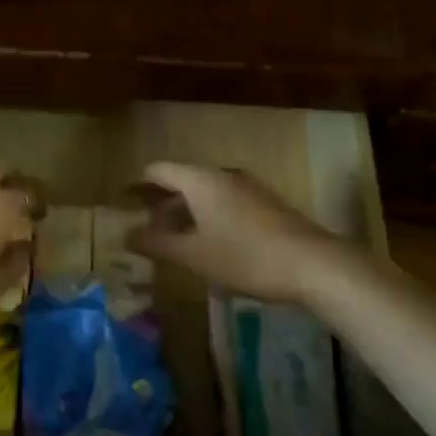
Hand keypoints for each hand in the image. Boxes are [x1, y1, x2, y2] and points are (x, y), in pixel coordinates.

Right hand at [125, 162, 355, 304]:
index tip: (121, 202)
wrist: (313, 265)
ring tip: (172, 241)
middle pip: (182, 180)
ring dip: (185, 213)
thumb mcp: (194, 255)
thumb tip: (126, 235)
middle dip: (161, 204)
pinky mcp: (265, 205)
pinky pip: (224, 203)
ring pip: (205, 193)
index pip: (159, 170)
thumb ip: (157, 244)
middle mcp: (223, 175)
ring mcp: (248, 188)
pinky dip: (207, 217)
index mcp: (201, 180)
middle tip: (143, 228)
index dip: (137, 185)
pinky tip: (208, 245)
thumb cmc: (245, 256)